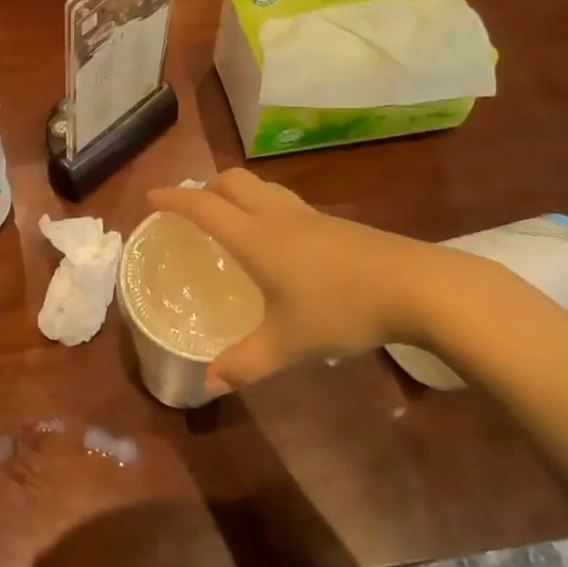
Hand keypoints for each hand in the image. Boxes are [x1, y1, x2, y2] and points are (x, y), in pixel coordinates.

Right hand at [147, 170, 483, 395]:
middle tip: (192, 207)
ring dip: (237, 193)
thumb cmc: (340, 309)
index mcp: (255, 238)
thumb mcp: (288, 343)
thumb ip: (246, 362)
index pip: (204, 207)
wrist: (415, 286)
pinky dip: (265, 207)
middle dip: (206, 187)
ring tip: (230, 218)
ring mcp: (309, 216)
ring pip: (262, 188)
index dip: (175, 199)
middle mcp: (276, 217)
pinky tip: (278, 240)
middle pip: (232, 181)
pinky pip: (285, 203)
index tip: (152, 197)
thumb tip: (209, 385)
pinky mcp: (335, 224)